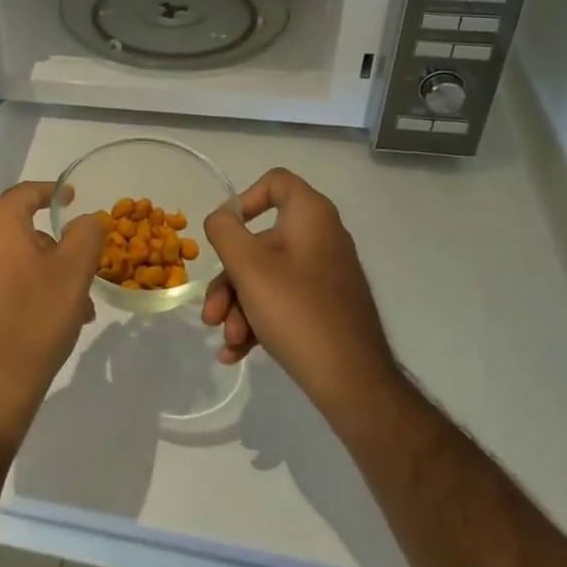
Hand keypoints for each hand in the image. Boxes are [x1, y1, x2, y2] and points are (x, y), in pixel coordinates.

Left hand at [0, 181, 103, 444]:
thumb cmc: (35, 318)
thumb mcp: (73, 271)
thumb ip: (85, 235)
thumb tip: (86, 219)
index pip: (27, 193)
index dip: (52, 193)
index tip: (73, 198)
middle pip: (21, 229)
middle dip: (56, 247)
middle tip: (84, 267)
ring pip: (14, 260)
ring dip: (46, 274)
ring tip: (77, 306)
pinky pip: (1, 283)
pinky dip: (26, 290)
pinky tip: (50, 321)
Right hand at [201, 168, 395, 421]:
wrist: (354, 383)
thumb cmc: (297, 312)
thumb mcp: (249, 267)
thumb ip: (225, 232)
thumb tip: (220, 218)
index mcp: (311, 217)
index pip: (276, 182)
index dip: (244, 199)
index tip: (224, 233)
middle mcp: (321, 239)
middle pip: (259, 242)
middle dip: (229, 280)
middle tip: (212, 314)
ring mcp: (324, 275)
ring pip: (266, 277)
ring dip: (238, 307)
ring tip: (227, 341)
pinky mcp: (324, 307)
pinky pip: (282, 301)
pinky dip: (257, 321)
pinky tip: (236, 353)